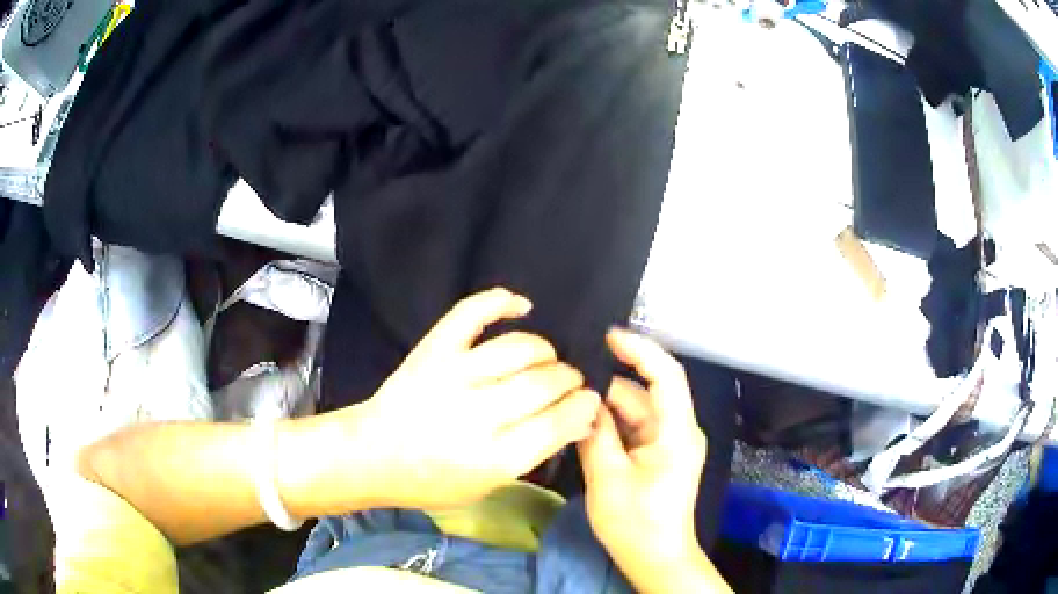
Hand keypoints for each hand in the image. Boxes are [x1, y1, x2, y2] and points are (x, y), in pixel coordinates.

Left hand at [343, 287, 600, 509]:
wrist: (373, 454)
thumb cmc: (433, 480)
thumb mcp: (488, 485)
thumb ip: (535, 453)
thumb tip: (581, 417)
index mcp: (493, 458)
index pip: (558, 423)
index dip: (583, 407)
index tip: (590, 400)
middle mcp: (475, 415)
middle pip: (544, 383)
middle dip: (569, 379)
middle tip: (570, 381)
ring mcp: (451, 375)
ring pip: (519, 348)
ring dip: (545, 351)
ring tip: (547, 359)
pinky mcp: (432, 350)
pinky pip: (471, 313)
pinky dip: (500, 301)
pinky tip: (522, 305)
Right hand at [579, 329, 717, 592]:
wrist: (656, 557)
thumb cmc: (637, 522)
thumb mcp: (608, 478)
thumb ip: (595, 433)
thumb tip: (582, 399)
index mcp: (677, 431)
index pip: (666, 375)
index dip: (640, 350)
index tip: (607, 335)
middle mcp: (679, 430)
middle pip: (644, 393)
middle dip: (608, 385)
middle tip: (567, 377)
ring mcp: (670, 442)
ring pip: (637, 410)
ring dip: (607, 406)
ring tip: (568, 398)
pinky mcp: (659, 454)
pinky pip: (634, 428)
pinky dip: (611, 424)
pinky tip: (584, 423)